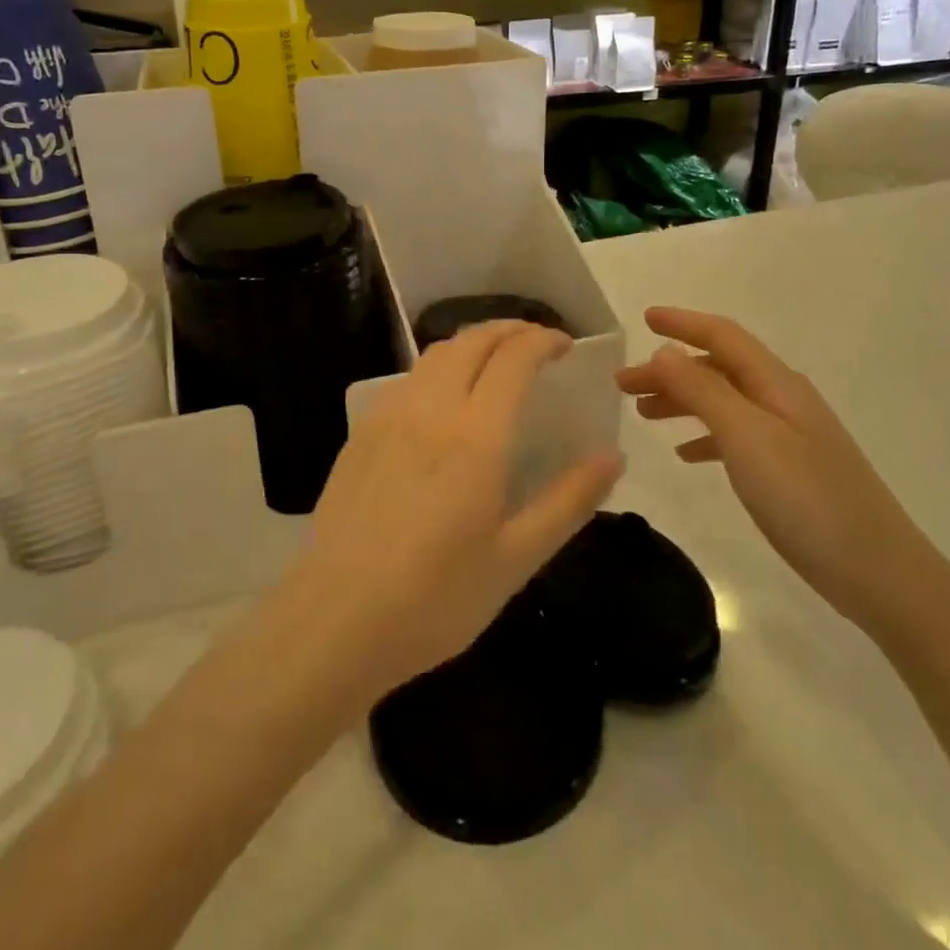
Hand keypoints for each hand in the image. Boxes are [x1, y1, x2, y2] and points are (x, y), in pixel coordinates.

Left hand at [288, 321, 623, 697]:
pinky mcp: (361, 433)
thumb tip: (613, 456)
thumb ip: (568, 501)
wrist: (336, 619)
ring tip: (494, 363)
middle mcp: (430, 409)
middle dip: (509, 330)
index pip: (513, 358)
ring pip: (435, 354)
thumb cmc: (436, 597)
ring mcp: (389, 417)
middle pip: (472, 341)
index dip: (542, 340)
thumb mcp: (516, 558)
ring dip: (472, 344)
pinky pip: (407, 379)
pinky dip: (438, 368)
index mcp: (475, 435)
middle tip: (535, 344)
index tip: (564, 347)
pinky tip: (442, 400)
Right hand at [617, 307, 939, 634]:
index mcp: (776, 383)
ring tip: (642, 414)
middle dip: (669, 370)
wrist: (879, 573)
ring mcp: (790, 436)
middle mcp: (783, 400)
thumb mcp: (746, 436)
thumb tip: (665, 351)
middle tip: (623, 384)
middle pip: (717, 369)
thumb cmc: (807, 498)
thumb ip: (702, 390)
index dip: (683, 323)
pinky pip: (736, 436)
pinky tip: (685, 454)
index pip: (723, 336)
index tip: (644, 319)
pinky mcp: (790, 470)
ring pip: (724, 402)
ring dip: (682, 401)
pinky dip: (705, 435)